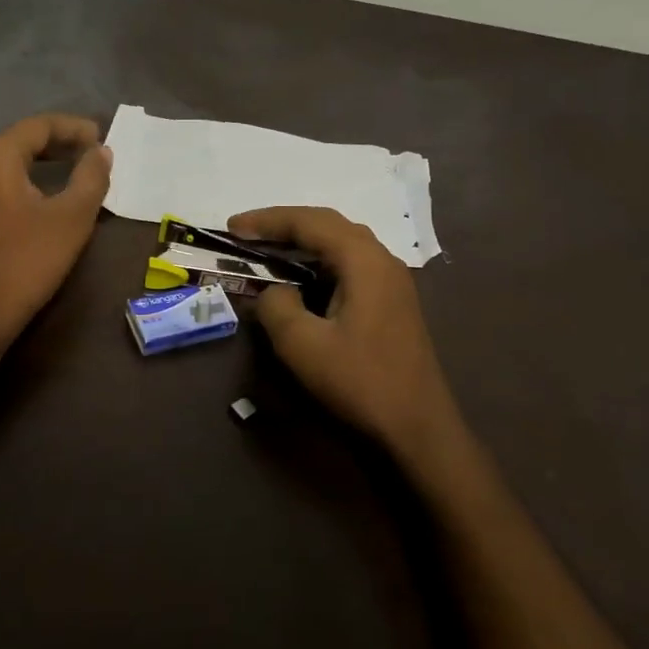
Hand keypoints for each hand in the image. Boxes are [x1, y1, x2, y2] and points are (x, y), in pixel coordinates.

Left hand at [0, 114, 112, 353]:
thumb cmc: (26, 262)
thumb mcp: (71, 218)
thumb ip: (92, 177)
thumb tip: (101, 152)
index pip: (39, 126)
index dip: (75, 128)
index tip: (103, 138)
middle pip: (19, 141)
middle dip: (58, 144)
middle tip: (91, 154)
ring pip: (4, 162)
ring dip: (39, 163)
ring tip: (71, 172)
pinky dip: (20, 181)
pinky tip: (40, 196)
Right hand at [229, 206, 472, 483]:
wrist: (417, 428)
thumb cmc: (360, 382)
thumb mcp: (303, 345)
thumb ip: (276, 306)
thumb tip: (274, 292)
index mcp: (364, 261)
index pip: (309, 222)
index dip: (267, 220)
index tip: (231, 227)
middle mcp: (382, 260)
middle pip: (328, 225)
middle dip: (284, 225)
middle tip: (245, 233)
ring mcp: (391, 282)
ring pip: (341, 245)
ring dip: (302, 243)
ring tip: (266, 251)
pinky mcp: (391, 303)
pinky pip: (349, 266)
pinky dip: (318, 264)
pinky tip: (300, 280)